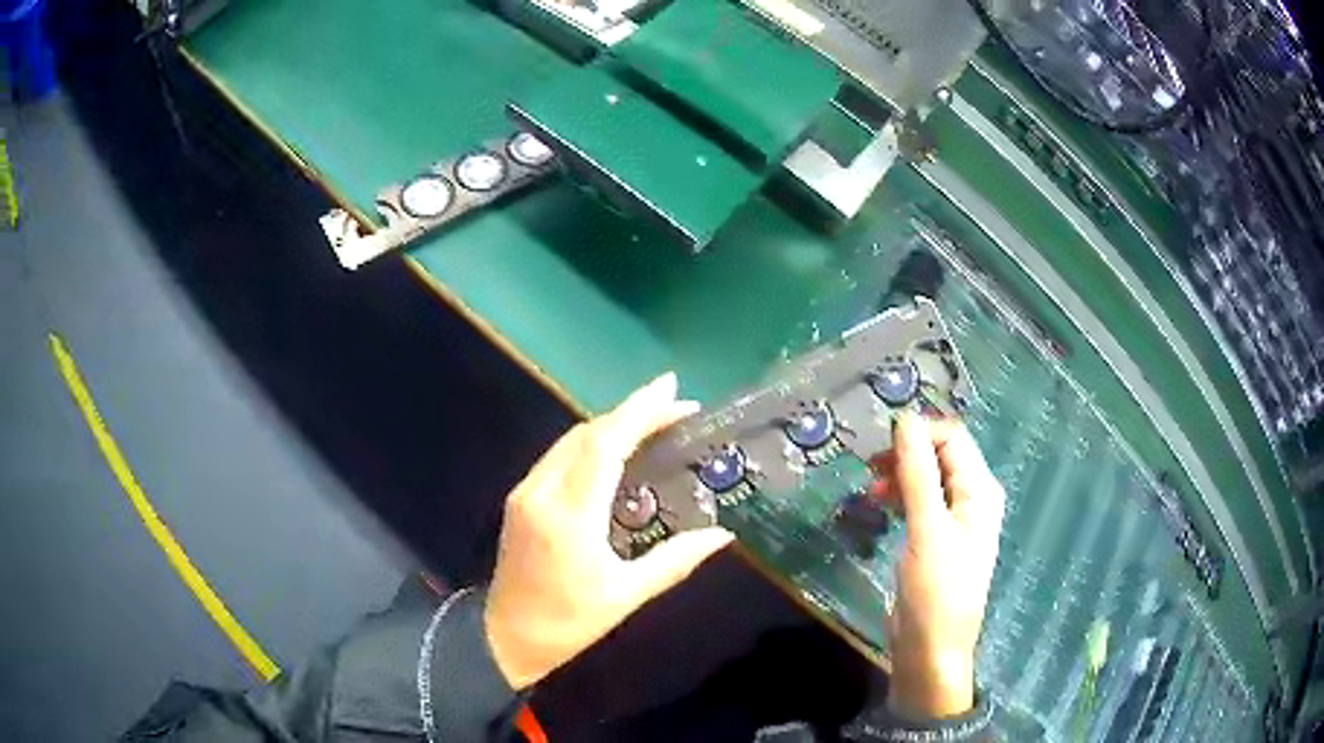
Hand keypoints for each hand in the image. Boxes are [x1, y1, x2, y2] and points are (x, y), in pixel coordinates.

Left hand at [484, 374, 735, 689]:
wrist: (505, 637)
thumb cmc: (569, 622)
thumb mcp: (627, 595)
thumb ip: (675, 560)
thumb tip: (723, 535)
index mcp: (570, 517)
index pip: (604, 447)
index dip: (638, 412)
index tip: (671, 388)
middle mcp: (541, 492)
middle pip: (587, 434)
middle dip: (631, 412)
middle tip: (674, 405)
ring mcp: (525, 493)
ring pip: (569, 441)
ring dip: (610, 425)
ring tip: (652, 421)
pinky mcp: (519, 499)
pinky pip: (558, 456)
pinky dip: (590, 443)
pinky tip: (614, 450)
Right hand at [878, 413, 1004, 719]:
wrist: (931, 650)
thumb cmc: (935, 590)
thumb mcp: (926, 529)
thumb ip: (918, 473)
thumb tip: (905, 420)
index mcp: (980, 489)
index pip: (952, 438)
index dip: (919, 433)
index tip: (880, 446)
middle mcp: (972, 498)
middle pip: (940, 456)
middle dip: (906, 455)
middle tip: (869, 469)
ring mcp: (954, 520)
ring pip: (927, 479)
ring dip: (900, 477)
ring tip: (870, 492)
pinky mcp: (936, 539)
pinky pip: (920, 503)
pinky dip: (900, 498)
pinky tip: (879, 506)